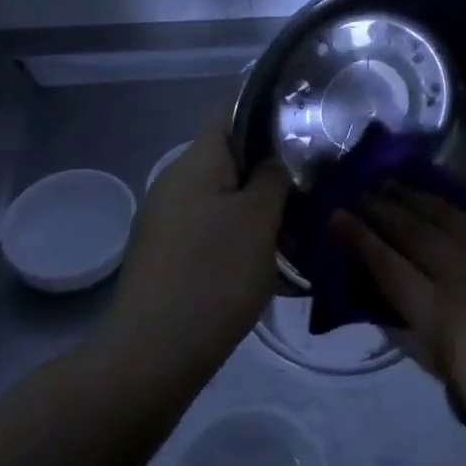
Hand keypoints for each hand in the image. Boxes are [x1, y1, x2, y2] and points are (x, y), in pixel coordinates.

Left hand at [107, 115, 290, 374]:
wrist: (152, 357)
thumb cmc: (213, 275)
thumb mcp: (258, 220)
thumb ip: (272, 177)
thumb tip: (274, 158)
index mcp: (195, 163)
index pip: (231, 111)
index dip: (267, 108)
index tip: (305, 118)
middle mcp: (175, 183)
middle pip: (230, 157)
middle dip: (271, 167)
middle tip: (313, 181)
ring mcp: (167, 221)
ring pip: (224, 197)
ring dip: (259, 207)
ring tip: (300, 227)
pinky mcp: (167, 256)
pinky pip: (212, 229)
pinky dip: (241, 236)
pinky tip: (271, 263)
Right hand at [338, 185, 465, 463]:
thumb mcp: (451, 381)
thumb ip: (411, 338)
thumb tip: (378, 303)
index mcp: (441, 314)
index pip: (386, 264)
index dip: (357, 238)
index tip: (336, 216)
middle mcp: (465, 273)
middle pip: (412, 232)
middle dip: (380, 209)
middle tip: (359, 192)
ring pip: (447, 213)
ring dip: (415, 195)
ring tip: (391, 181)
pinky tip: (451, 173)